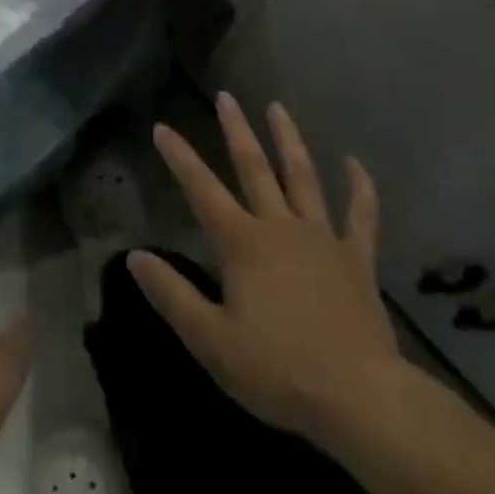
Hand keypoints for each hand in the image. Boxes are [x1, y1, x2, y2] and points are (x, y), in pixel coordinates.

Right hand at [130, 94, 404, 445]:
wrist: (360, 398)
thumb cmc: (279, 370)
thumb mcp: (211, 341)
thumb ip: (172, 295)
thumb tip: (134, 256)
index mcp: (242, 243)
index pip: (201, 190)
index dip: (179, 157)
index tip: (162, 127)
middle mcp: (280, 227)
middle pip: (254, 168)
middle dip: (236, 130)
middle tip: (226, 96)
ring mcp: (322, 238)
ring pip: (303, 177)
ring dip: (288, 140)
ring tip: (278, 108)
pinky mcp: (357, 259)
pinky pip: (360, 215)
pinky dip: (360, 188)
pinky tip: (356, 163)